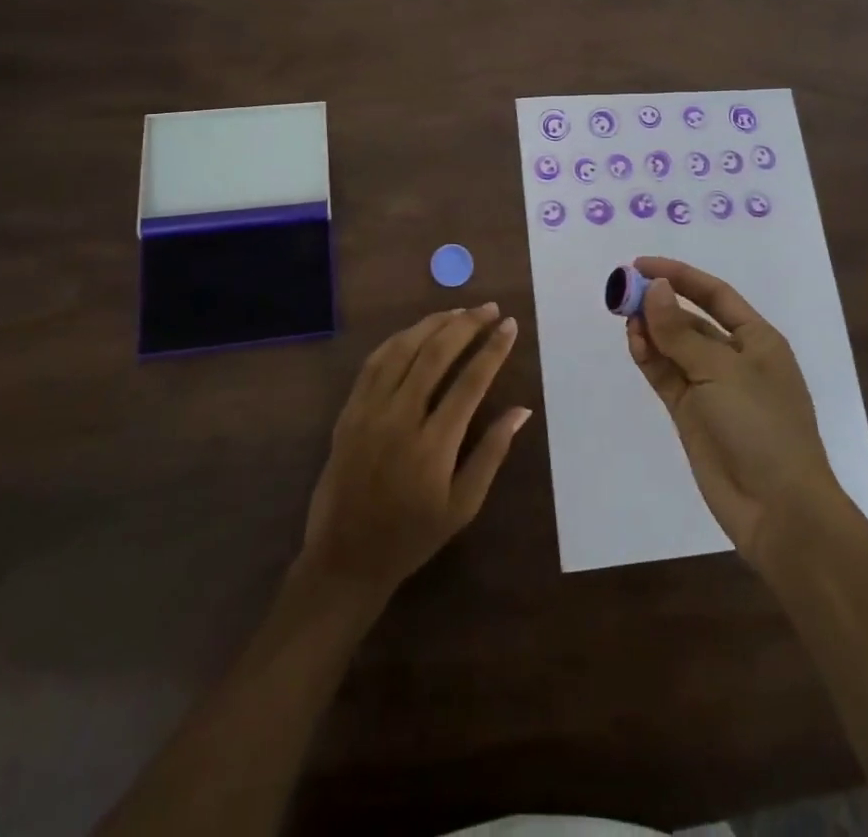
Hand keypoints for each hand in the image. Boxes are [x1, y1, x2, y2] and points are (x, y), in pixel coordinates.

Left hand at [298, 304, 529, 597]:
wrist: (345, 558)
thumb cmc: (412, 537)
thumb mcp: (463, 505)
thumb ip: (492, 452)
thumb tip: (522, 410)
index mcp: (433, 445)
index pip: (470, 382)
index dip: (493, 350)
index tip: (509, 326)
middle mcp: (400, 419)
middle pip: (435, 354)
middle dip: (466, 325)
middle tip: (489, 308)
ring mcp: (369, 411)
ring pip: (402, 349)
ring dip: (433, 324)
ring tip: (459, 311)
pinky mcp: (349, 411)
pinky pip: (374, 362)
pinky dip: (398, 339)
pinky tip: (416, 331)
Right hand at [624, 257, 845, 572]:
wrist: (777, 509)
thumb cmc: (761, 427)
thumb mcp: (721, 370)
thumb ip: (680, 331)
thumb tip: (654, 289)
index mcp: (756, 340)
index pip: (714, 294)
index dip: (679, 275)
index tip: (640, 265)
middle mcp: (734, 358)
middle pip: (690, 319)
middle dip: (659, 303)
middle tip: (622, 292)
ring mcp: (711, 388)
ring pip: (673, 347)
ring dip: (650, 330)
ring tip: (624, 318)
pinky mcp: (691, 414)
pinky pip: (665, 375)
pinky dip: (649, 358)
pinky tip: (633, 343)